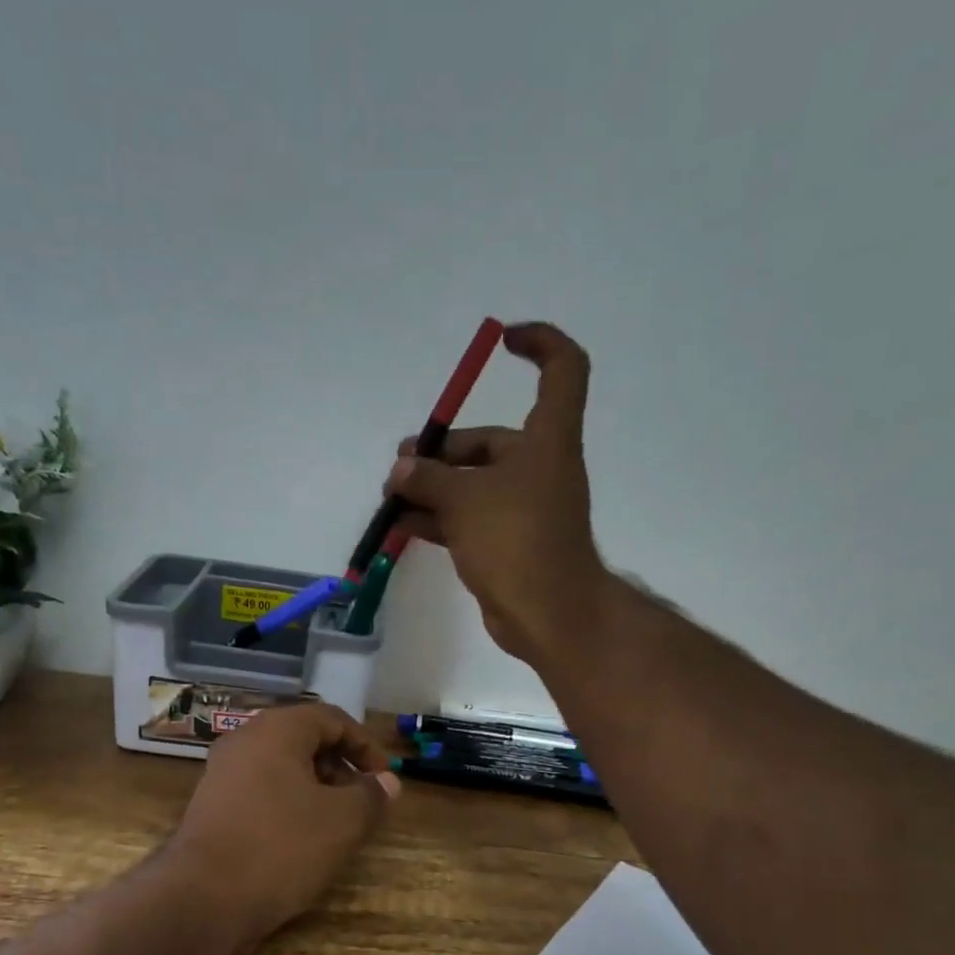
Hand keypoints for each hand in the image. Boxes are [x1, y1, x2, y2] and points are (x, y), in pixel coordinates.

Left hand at [167, 703, 400, 954]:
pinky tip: (302, 840)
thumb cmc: (281, 847)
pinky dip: (289, 805)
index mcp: (276, 730)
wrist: (201, 900)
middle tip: (363, 801)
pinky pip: (261, 791)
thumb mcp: (343, 821)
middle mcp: (244, 741)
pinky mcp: (211, 807)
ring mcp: (222, 774)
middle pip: (304, 739)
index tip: (385, 778)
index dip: (365, 745)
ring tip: (337, 824)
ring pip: (282, 768)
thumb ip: (371, 795)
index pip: (331, 718)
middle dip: (341, 767)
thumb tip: (387, 782)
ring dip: (316, 788)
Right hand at [386, 320, 609, 661]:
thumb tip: (402, 469)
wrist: (548, 613)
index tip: (503, 341)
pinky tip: (404, 523)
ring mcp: (525, 508)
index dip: (539, 343)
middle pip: (491, 441)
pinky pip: (470, 519)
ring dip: (434, 487)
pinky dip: (440, 518)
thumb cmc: (516, 539)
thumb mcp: (465, 499)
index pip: (562, 369)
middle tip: (402, 465)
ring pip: (474, 484)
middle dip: (443, 450)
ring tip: (392, 495)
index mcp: (547, 438)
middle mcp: (539, 467)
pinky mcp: (509, 542)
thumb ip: (428, 478)